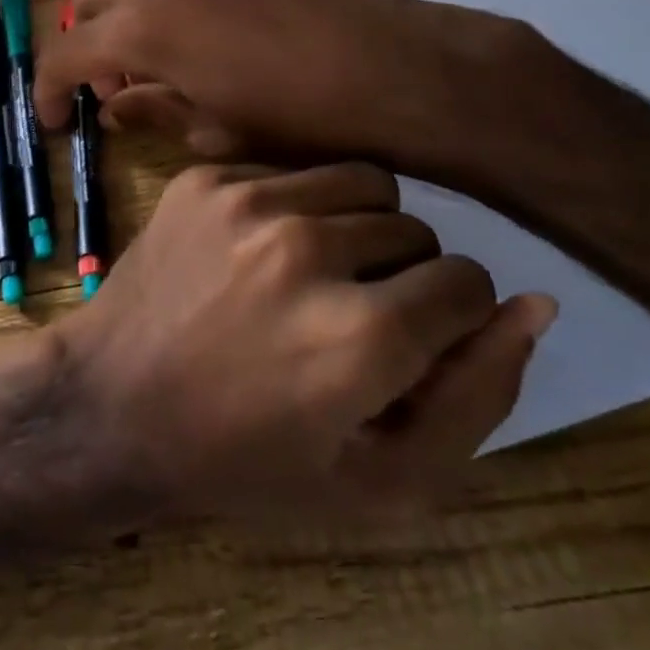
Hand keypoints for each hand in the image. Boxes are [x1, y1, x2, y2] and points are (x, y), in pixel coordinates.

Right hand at [34, 0, 541, 178]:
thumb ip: (152, 111)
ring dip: (123, 19)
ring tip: (156, 65)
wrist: (396, 69)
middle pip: (88, 0)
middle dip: (85, 46)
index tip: (53, 121)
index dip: (49, 90)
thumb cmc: (298, 118)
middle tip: (111, 91)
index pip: (65, 53)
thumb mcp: (214, 131)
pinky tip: (201, 38)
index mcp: (143, 26)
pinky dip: (162, 1)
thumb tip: (114, 107)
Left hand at [56, 161, 555, 520]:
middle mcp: (307, 247)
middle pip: (415, 226)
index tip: (409, 340)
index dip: (449, 317)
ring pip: (360, 181)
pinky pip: (291, 170)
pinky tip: (259, 253)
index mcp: (361, 335)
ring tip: (315, 274)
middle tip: (351, 313)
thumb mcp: (381, 479)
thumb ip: (476, 396)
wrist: (114, 404)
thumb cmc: (248, 460)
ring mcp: (247, 201)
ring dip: (357, 225)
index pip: (469, 281)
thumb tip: (535, 302)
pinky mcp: (204, 178)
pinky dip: (295, 206)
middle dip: (403, 271)